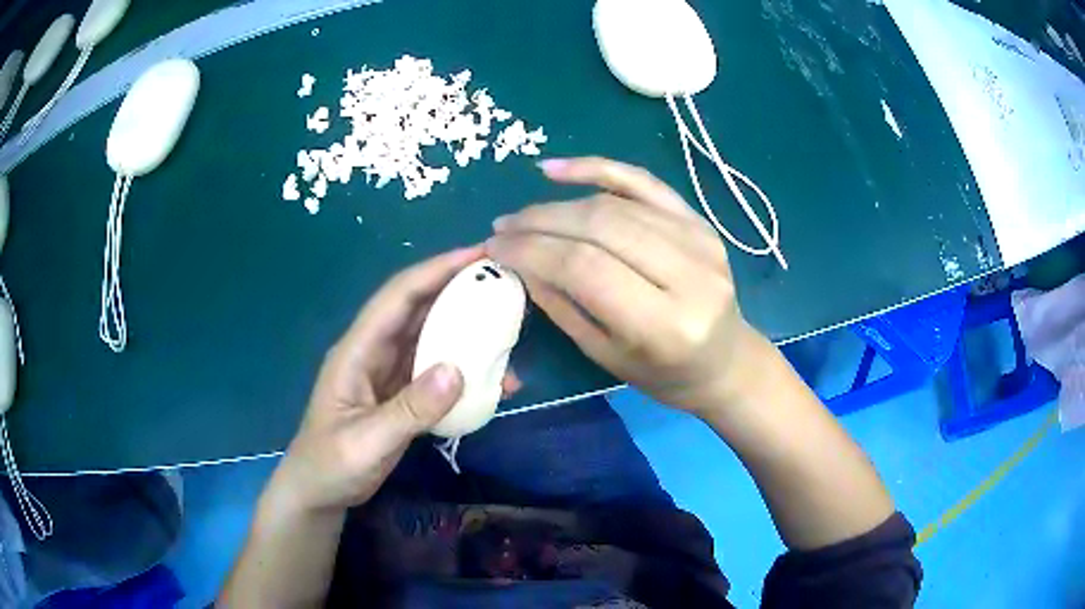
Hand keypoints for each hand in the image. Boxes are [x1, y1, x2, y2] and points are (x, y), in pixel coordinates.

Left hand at [269, 246, 515, 513]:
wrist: (319, 493)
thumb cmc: (331, 465)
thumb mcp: (366, 442)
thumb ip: (409, 410)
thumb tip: (458, 369)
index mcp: (357, 350)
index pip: (398, 297)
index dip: (436, 271)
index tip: (479, 255)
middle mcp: (374, 352)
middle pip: (419, 309)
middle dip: (458, 290)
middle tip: (504, 282)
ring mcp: (388, 374)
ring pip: (430, 338)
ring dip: (466, 331)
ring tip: (508, 330)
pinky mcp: (400, 395)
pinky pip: (436, 372)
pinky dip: (463, 371)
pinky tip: (492, 382)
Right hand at [486, 157, 765, 413]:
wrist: (724, 360)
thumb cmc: (663, 374)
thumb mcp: (605, 354)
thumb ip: (561, 304)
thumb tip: (517, 259)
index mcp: (665, 324)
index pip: (586, 267)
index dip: (533, 250)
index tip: (495, 246)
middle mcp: (689, 275)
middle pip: (601, 226)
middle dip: (541, 221)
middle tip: (503, 227)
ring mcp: (700, 240)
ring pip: (616, 204)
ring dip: (559, 203)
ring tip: (524, 215)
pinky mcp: (699, 221)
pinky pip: (643, 182)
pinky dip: (598, 168)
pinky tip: (556, 169)